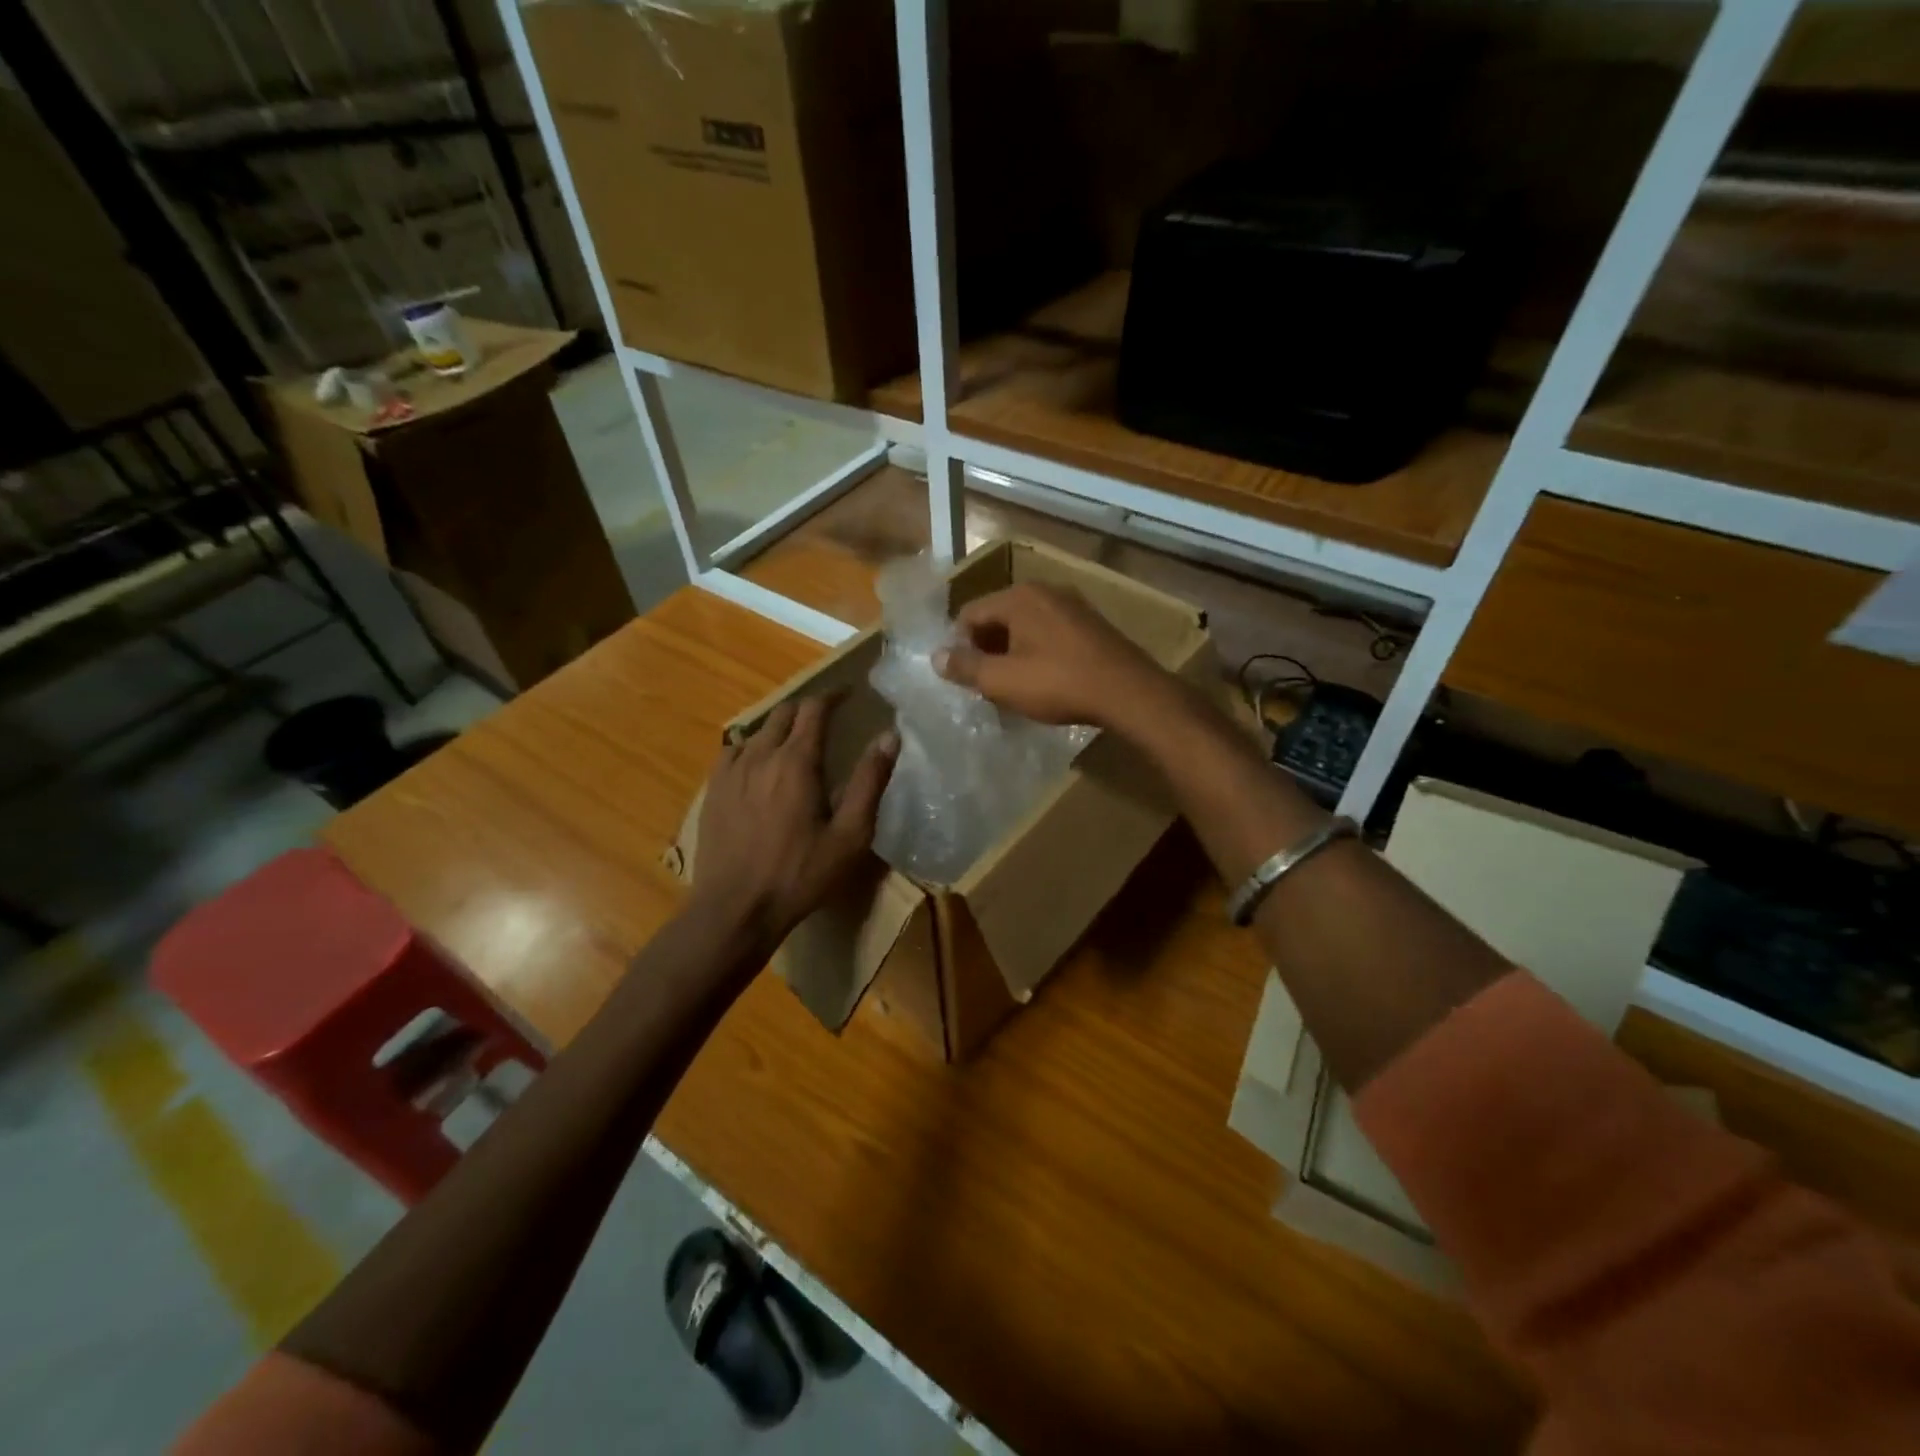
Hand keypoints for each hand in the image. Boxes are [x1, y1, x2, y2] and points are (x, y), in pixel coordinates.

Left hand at [690, 696, 897, 941]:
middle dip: (808, 709)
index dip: (833, 696)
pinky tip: (758, 765)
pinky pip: (732, 751)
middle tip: (827, 719)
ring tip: (795, 742)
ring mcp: (730, 772)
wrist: (736, 908)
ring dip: (780, 728)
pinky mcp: (712, 790)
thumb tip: (889, 736)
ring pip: (757, 730)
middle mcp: (760, 755)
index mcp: (797, 762)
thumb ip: (869, 781)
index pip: (814, 709)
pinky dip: (752, 747)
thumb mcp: (850, 834)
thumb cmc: (801, 874)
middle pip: (784, 713)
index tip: (848, 694)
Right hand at [934, 582, 1171, 730]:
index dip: (958, 645)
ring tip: (1011, 686)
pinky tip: (1043, 681)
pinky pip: (1050, 634)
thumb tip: (936, 657)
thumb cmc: (1058, 683)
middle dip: (986, 649)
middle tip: (983, 684)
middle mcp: (1044, 591)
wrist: (1127, 692)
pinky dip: (1037, 653)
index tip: (961, 677)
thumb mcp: (1002, 680)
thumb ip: (965, 667)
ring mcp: (1072, 606)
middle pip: (998, 617)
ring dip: (1011, 653)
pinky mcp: (1091, 625)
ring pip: (1025, 627)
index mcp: (1018, 597)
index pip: (970, 613)